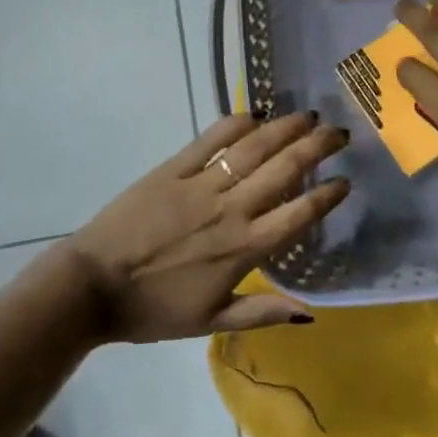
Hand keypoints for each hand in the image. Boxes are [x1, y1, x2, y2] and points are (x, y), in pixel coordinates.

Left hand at [68, 112, 349, 340]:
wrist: (91, 287)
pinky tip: (256, 114)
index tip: (346, 181)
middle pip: (284, 170)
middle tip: (339, 132)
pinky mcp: (172, 170)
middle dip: (317, 147)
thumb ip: (261, 312)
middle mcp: (230, 210)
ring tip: (308, 115)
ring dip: (285, 128)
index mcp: (243, 248)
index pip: (298, 215)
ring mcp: (201, 185)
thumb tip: (309, 312)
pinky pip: (210, 140)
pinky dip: (236, 124)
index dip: (327, 195)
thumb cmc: (152, 310)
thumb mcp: (211, 322)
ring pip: (253, 148)